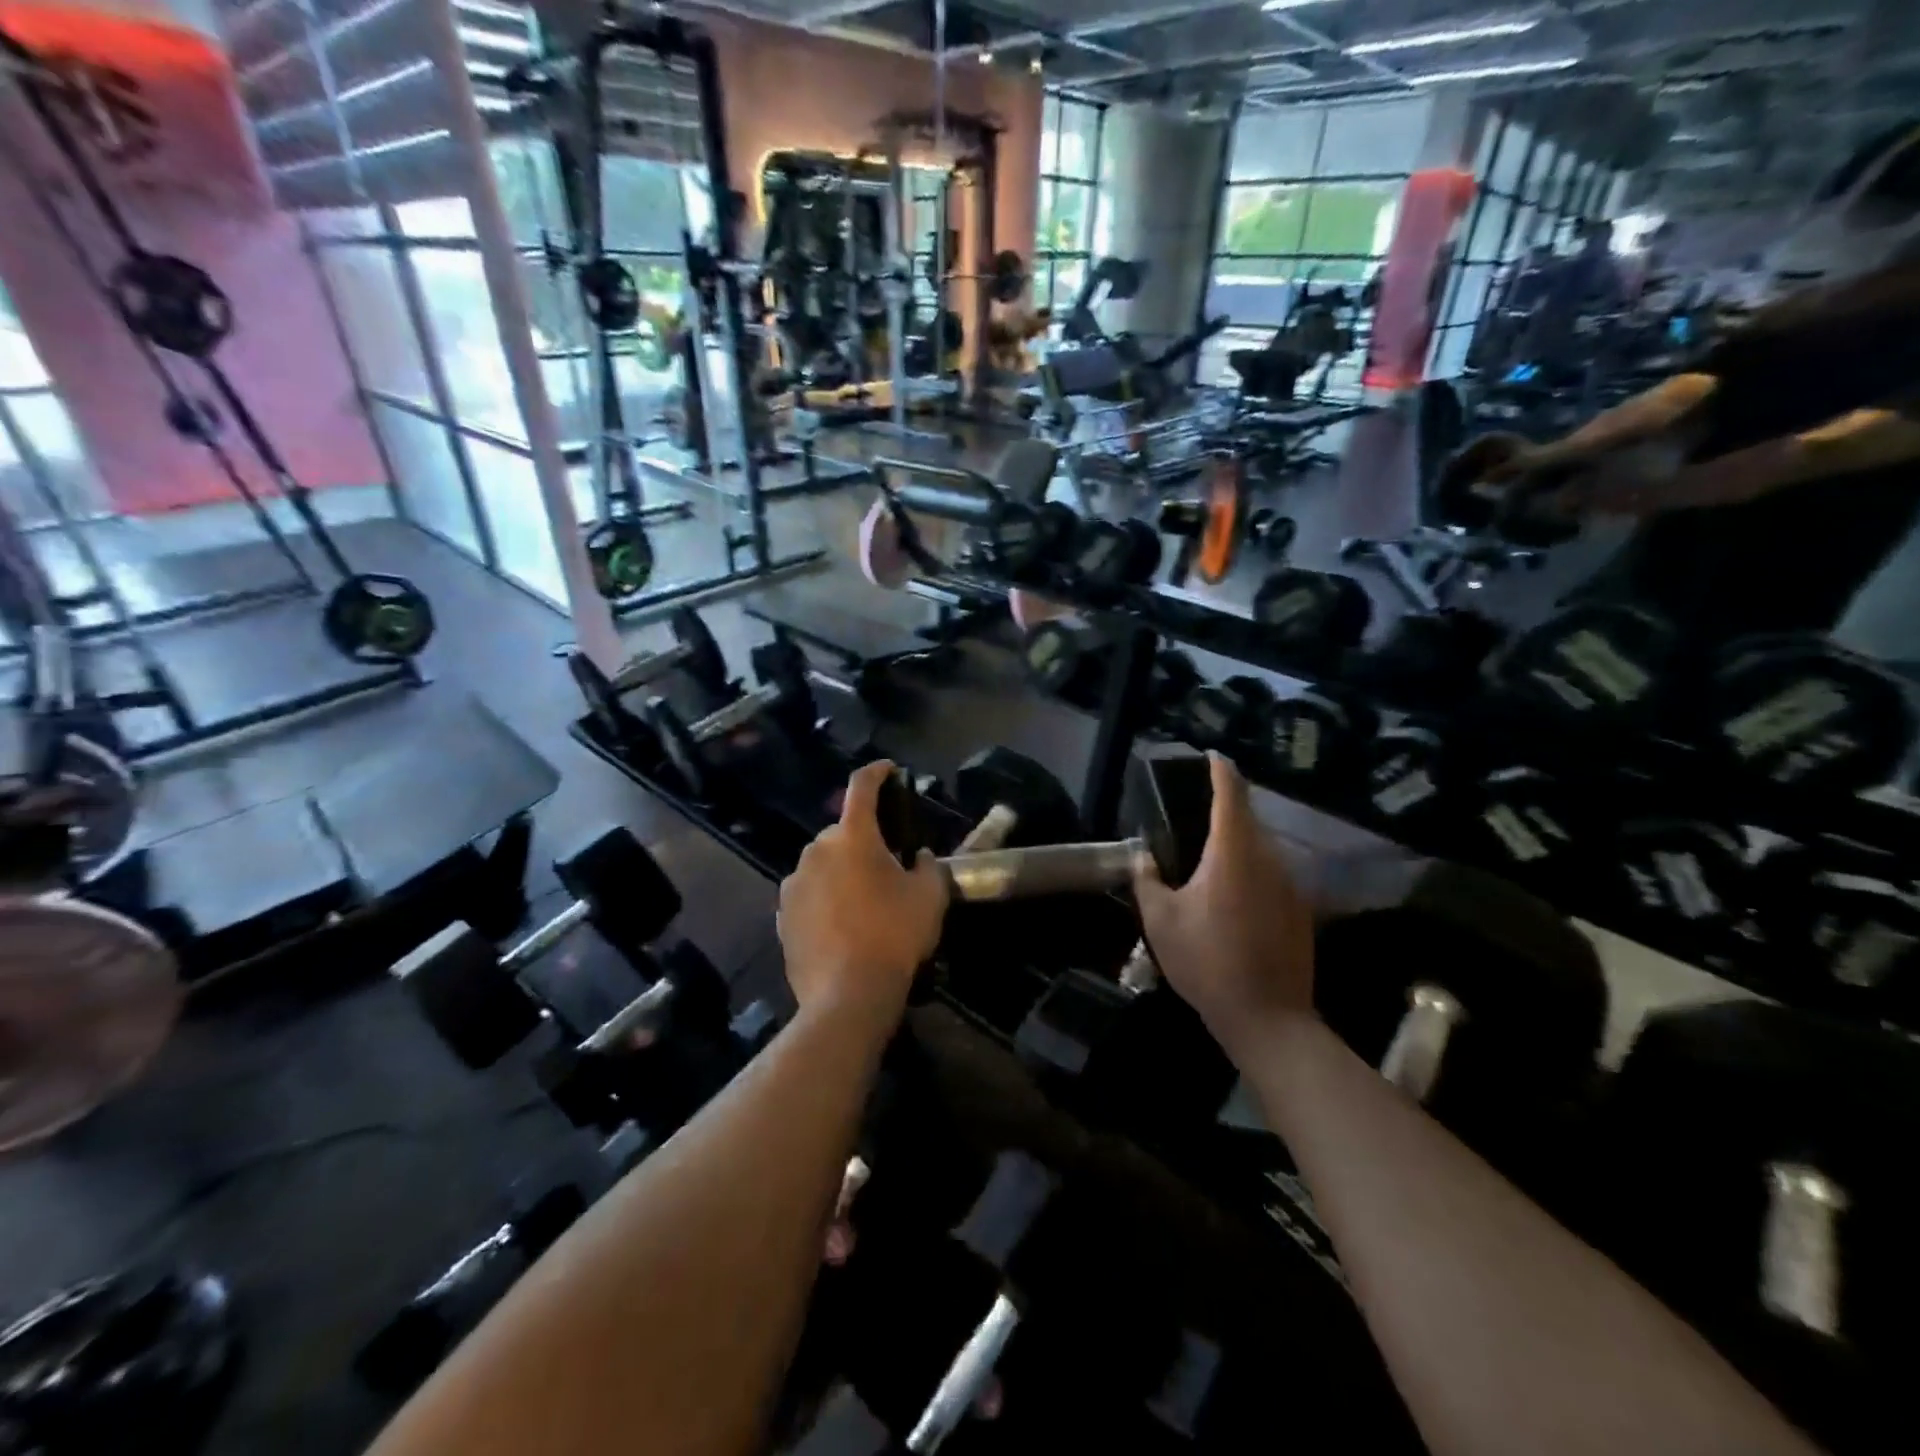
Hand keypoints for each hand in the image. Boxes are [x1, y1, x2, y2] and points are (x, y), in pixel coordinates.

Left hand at [777, 761, 948, 1016]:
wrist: (847, 995)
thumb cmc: (894, 936)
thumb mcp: (930, 897)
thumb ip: (928, 865)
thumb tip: (918, 857)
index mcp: (852, 837)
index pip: (861, 788)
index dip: (876, 773)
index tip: (888, 770)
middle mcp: (816, 851)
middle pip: (842, 832)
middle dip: (863, 840)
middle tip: (886, 865)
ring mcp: (793, 883)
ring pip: (822, 864)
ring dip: (841, 871)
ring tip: (863, 902)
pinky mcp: (782, 915)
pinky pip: (808, 894)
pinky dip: (823, 898)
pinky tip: (841, 925)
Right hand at [1133, 754, 1313, 1056]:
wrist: (1268, 1018)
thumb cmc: (1207, 962)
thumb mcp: (1160, 921)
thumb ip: (1147, 880)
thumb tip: (1143, 856)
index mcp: (1232, 852)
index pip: (1231, 794)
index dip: (1221, 770)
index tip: (1211, 756)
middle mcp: (1267, 858)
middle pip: (1249, 817)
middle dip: (1226, 806)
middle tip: (1195, 810)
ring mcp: (1290, 884)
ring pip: (1262, 846)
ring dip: (1238, 840)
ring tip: (1209, 853)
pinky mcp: (1300, 908)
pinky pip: (1272, 872)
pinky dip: (1252, 867)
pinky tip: (1232, 894)